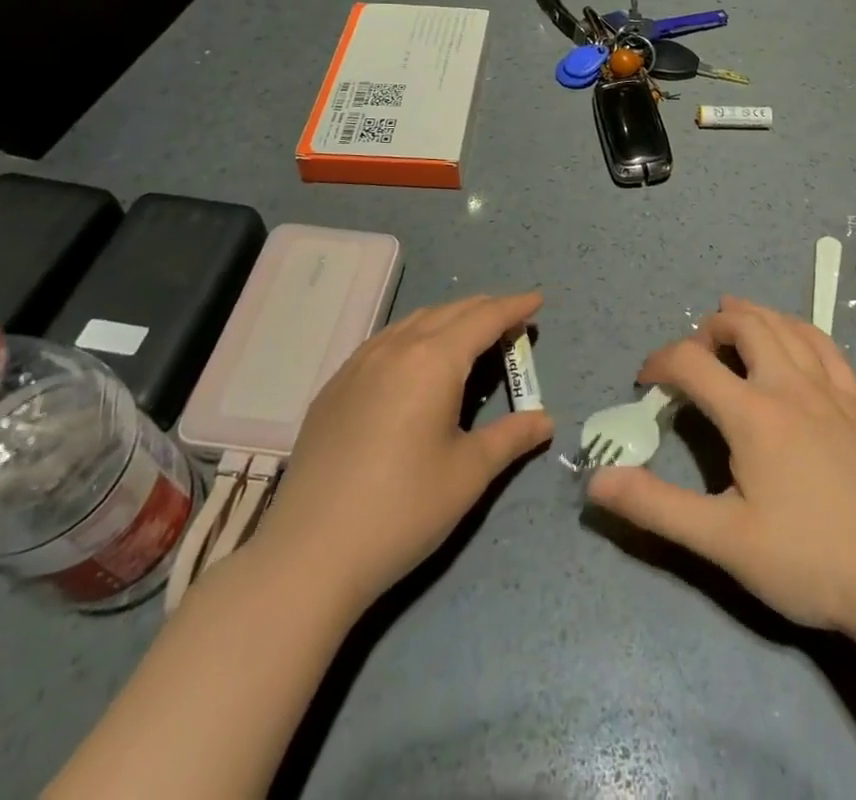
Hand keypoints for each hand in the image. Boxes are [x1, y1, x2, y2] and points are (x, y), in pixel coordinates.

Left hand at [250, 292, 552, 613]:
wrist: (310, 553)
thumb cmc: (403, 510)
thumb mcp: (468, 473)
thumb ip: (511, 437)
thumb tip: (545, 420)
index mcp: (433, 360)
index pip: (483, 319)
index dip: (514, 307)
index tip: (536, 300)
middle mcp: (395, 348)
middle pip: (448, 312)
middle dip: (484, 310)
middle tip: (511, 322)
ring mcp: (358, 364)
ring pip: (412, 322)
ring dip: (447, 320)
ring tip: (467, 337)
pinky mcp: (334, 387)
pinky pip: (383, 342)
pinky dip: (413, 338)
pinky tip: (415, 364)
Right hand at [586, 296, 855, 635]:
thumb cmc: (808, 560)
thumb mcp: (723, 541)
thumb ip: (658, 506)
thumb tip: (596, 480)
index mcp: (753, 413)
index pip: (692, 363)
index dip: (659, 363)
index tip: (645, 383)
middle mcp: (790, 386)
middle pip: (745, 325)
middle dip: (710, 328)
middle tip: (693, 350)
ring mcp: (831, 392)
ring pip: (787, 327)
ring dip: (754, 315)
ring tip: (733, 317)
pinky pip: (827, 348)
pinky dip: (800, 330)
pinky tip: (795, 338)